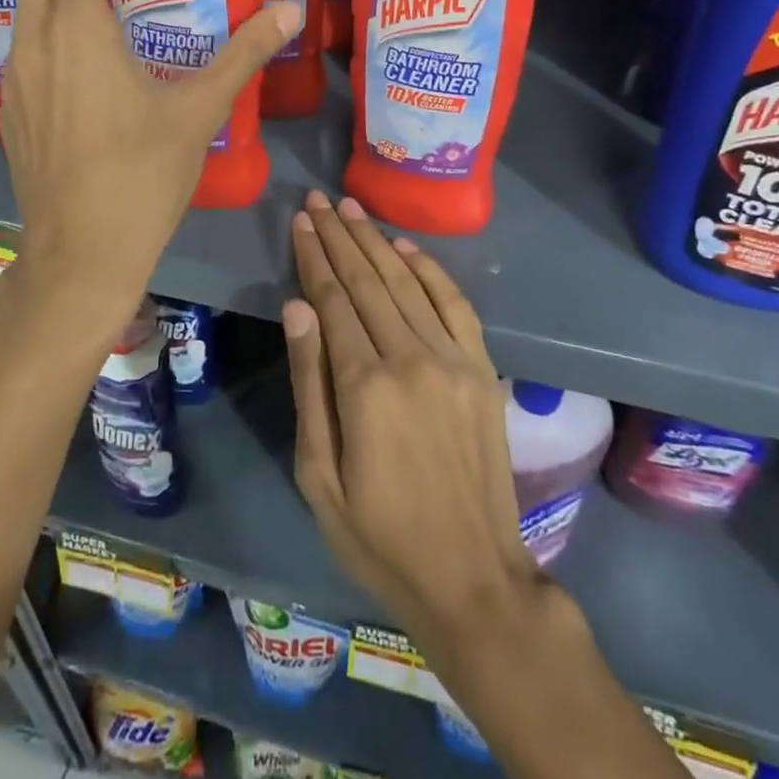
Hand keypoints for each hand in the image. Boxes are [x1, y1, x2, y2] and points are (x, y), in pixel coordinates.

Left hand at [0, 0, 298, 347]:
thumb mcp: (200, 110)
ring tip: (96, 0)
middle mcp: (35, 41)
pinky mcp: (9, 111)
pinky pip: (21, 49)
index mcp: (79, 29)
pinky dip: (43, 33)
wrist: (81, 250)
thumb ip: (243, 54)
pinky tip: (80, 65)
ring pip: (20, 8)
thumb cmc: (142, 174)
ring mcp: (14, 78)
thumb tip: (292, 9)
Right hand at [282, 190, 539, 643]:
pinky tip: (404, 246)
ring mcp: (453, 359)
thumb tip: (297, 307)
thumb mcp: (319, 475)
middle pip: (367, 281)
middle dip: (339, 236)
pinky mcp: (481, 367)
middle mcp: (411, 358)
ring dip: (376, 241)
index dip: (314, 257)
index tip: (300, 222)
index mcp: (365, 386)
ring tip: (351, 208)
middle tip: (318, 200)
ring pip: (406, 282)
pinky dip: (428, 269)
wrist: (472, 577)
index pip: (332, 300)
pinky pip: (453, 303)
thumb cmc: (379, 536)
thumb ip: (310, 382)